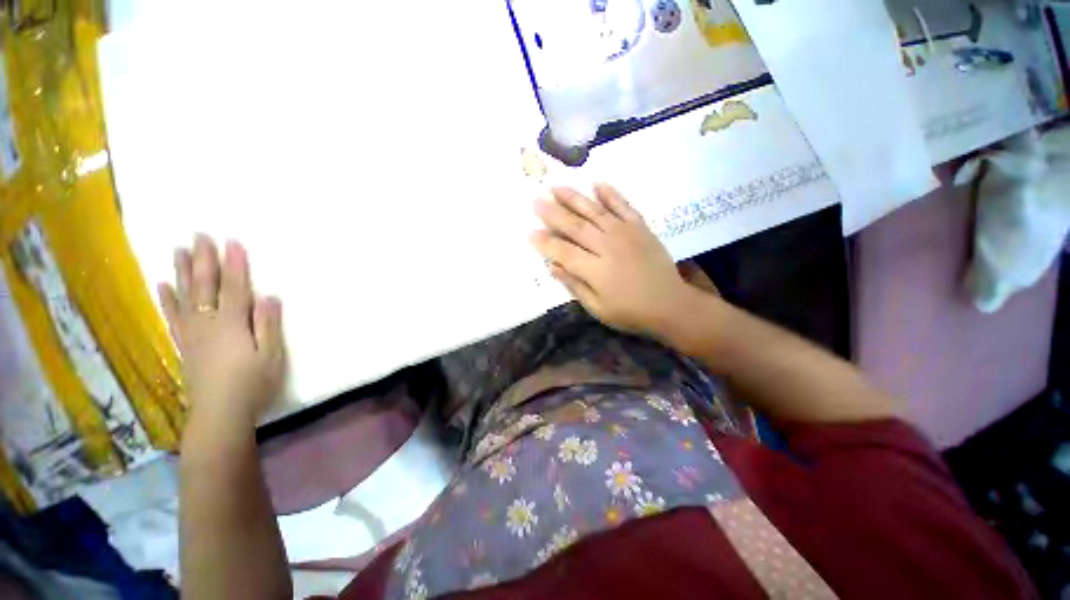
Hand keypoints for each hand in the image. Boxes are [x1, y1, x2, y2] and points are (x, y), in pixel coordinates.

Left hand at [158, 234, 284, 431]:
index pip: (234, 288)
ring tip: (179, 250)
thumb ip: (268, 325)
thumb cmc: (253, 383)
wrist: (220, 413)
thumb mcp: (271, 355)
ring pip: (185, 296)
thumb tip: (269, 296)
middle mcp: (208, 323)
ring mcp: (193, 333)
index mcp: (232, 325)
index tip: (232, 241)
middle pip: (205, 287)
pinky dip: (167, 299)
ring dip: (183, 272)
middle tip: (200, 235)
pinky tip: (163, 285)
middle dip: (205, 260)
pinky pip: (173, 316)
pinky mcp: (185, 344)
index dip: (234, 265)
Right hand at [530, 184, 712, 339]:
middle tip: (535, 201)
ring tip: (557, 187)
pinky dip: (611, 194)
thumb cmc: (630, 312)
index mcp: (595, 270)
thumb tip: (552, 267)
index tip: (529, 232)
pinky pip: (624, 206)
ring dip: (574, 198)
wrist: (671, 305)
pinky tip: (597, 183)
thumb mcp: (598, 308)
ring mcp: (625, 233)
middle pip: (575, 226)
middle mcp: (607, 246)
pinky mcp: (640, 227)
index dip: (545, 243)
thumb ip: (575, 286)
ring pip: (595, 211)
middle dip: (553, 214)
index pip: (563, 251)